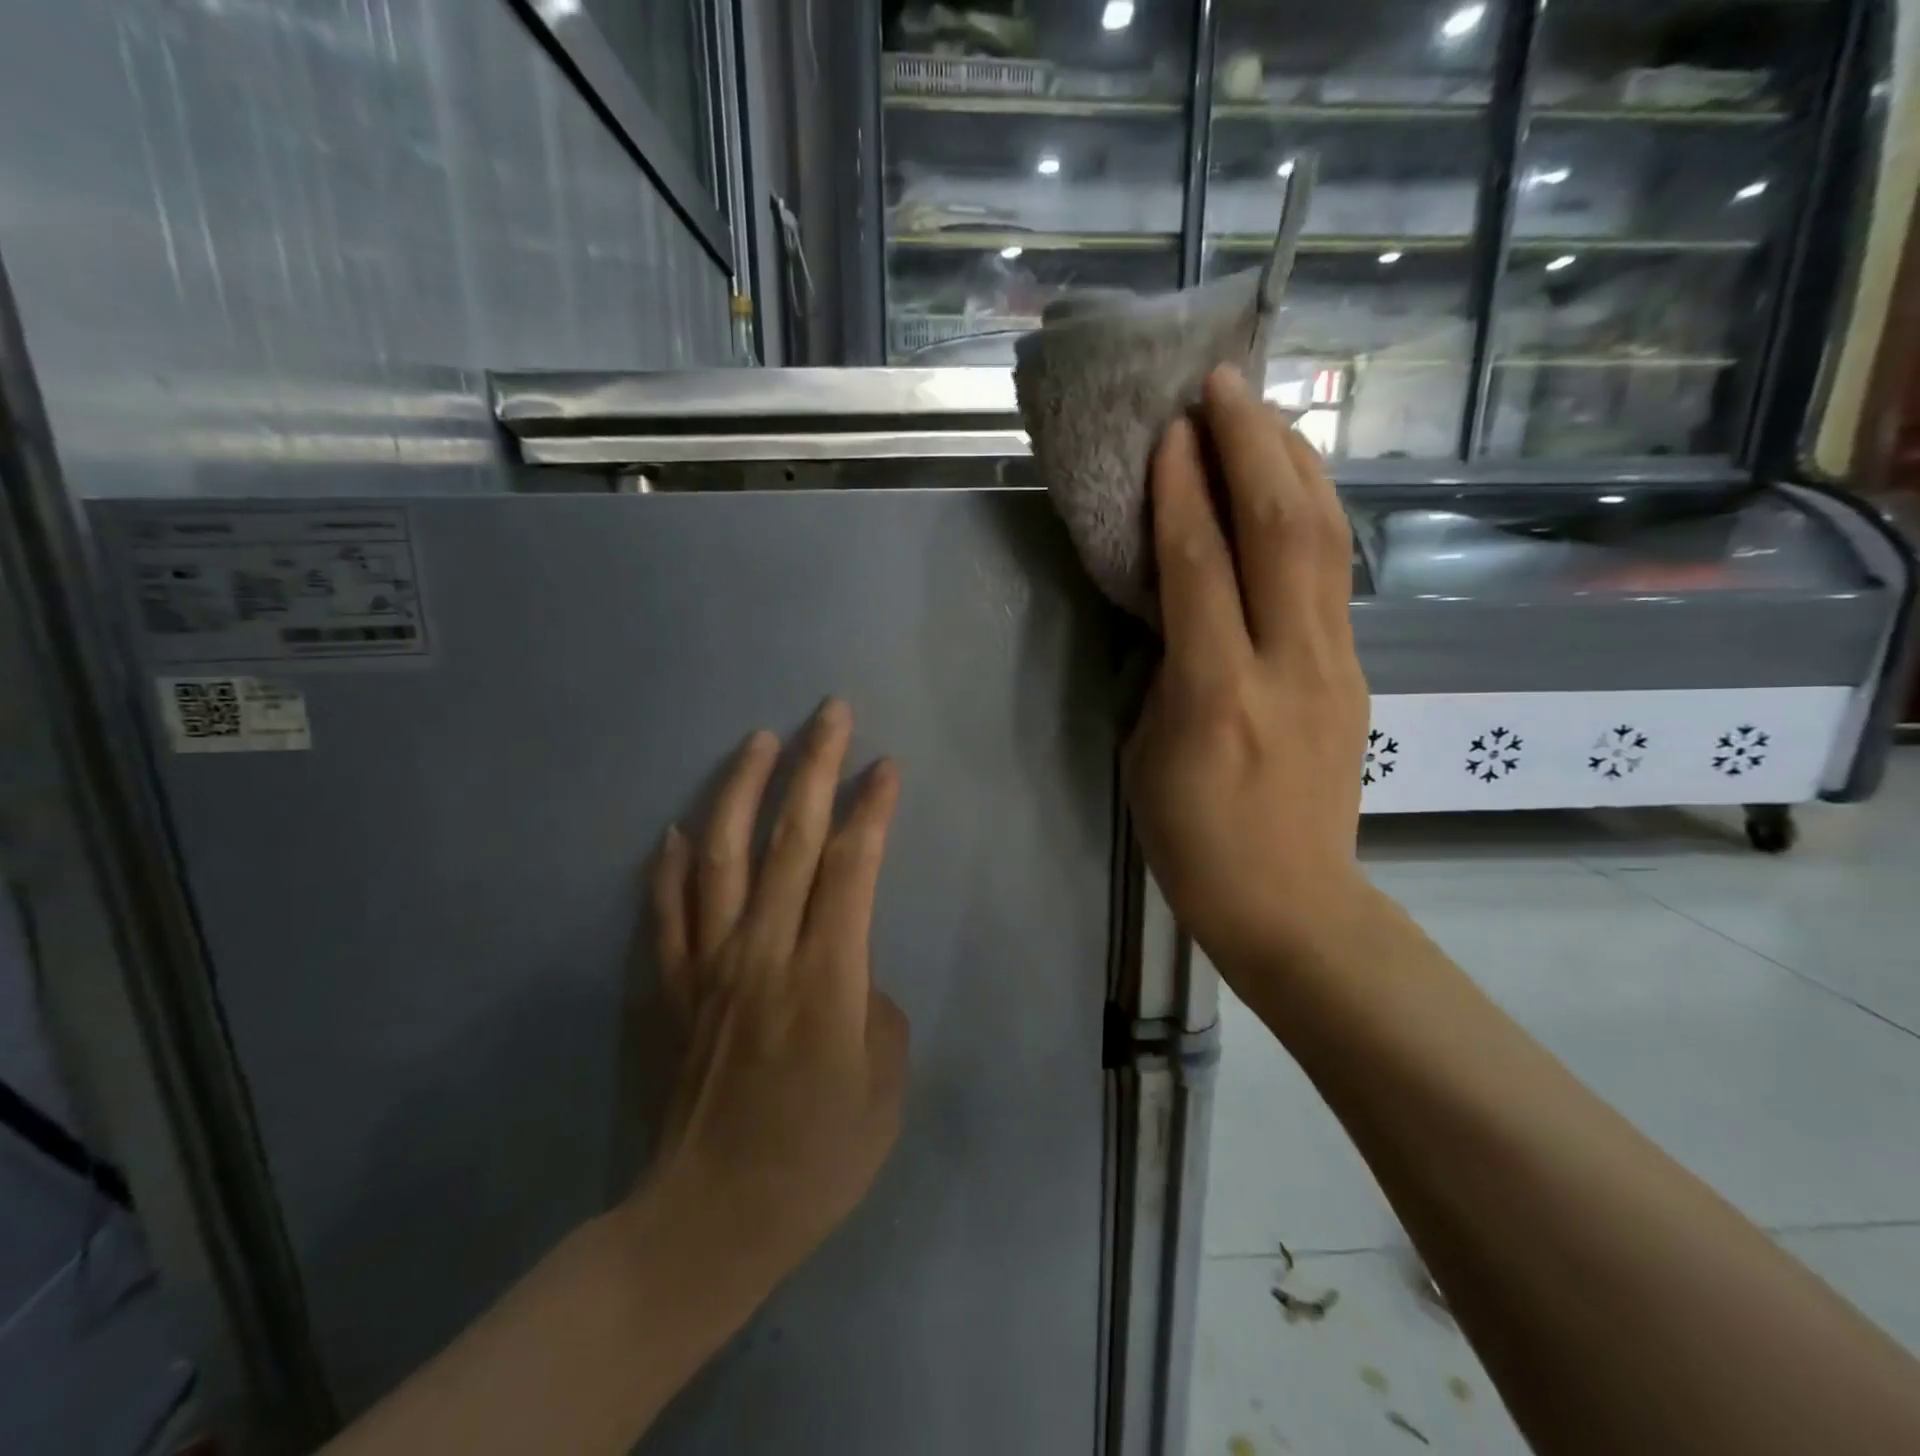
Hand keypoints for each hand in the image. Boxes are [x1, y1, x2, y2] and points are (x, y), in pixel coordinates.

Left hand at [631, 701, 908, 1303]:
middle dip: (815, 767)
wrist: (709, 1223)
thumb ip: (875, 1008)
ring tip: (759, 740)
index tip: (887, 767)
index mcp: (825, 976)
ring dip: (741, 790)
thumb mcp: (885, 1089)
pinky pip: (665, 911)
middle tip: (830, 712)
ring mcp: (707, 965)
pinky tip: (674, 829)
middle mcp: (763, 952)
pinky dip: (668, 865)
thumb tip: (850, 969)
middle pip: (791, 838)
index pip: (853, 866)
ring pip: (720, 855)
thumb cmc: (817, 1161)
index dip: (872, 809)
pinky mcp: (670, 988)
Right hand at [1124, 367, 1372, 977]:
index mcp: (1217, 693)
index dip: (1183, 491)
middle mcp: (1288, 663)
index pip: (1201, 567)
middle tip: (1224, 384)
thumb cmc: (1192, 837)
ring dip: (1294, 463)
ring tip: (1266, 411)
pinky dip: (1314, 512)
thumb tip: (1172, 604)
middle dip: (1252, 446)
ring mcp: (1334, 663)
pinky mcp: (1354, 670)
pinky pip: (1336, 573)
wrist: (1289, 900)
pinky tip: (1295, 484)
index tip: (1170, 430)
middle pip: (1281, 530)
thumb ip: (1162, 667)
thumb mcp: (1145, 752)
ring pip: (1325, 539)